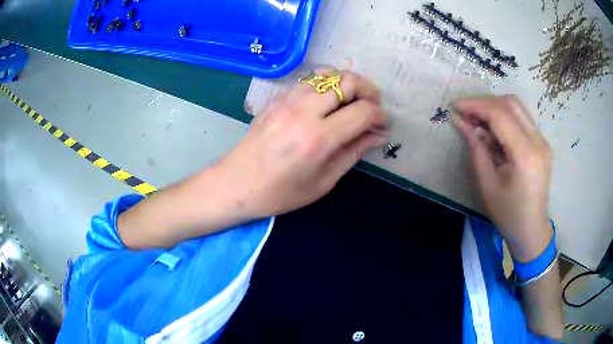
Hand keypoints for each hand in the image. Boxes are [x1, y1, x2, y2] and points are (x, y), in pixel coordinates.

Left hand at [214, 71, 386, 218]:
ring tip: (354, 100)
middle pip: (347, 81)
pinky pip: (309, 80)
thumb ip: (353, 153)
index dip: (379, 115)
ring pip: (328, 74)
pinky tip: (329, 100)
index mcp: (318, 139)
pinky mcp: (277, 98)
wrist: (236, 184)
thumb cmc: (280, 193)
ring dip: (348, 83)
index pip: (361, 112)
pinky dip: (327, 83)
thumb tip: (378, 136)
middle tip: (373, 107)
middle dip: (369, 90)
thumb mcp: (323, 181)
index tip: (382, 124)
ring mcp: (287, 101)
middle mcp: (304, 112)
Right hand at [452, 95, 552, 261]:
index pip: (499, 113)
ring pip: (517, 107)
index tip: (456, 107)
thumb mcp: (487, 184)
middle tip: (466, 113)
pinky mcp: (543, 144)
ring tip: (478, 120)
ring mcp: (543, 141)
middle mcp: (538, 141)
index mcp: (525, 153)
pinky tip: (494, 131)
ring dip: (495, 108)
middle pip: (510, 103)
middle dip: (484, 103)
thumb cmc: (508, 214)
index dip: (475, 105)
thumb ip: (477, 149)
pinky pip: (522, 119)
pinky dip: (505, 118)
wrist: (531, 230)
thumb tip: (463, 123)